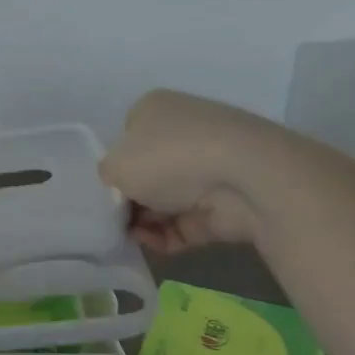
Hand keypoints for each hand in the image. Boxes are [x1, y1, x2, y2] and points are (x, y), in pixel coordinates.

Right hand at [97, 89, 289, 251]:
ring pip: (168, 199)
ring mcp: (209, 167)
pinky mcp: (226, 202)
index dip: (115, 163)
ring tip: (133, 237)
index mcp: (157, 109)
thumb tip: (121, 186)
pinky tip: (155, 245)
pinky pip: (188, 222)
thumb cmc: (168, 158)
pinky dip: (169, 235)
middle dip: (131, 198)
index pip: (128, 135)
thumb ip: (107, 175)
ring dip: (147, 220)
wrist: (246, 179)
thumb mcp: (114, 164)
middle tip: (116, 218)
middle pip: (148, 171)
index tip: (107, 188)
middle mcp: (185, 131)